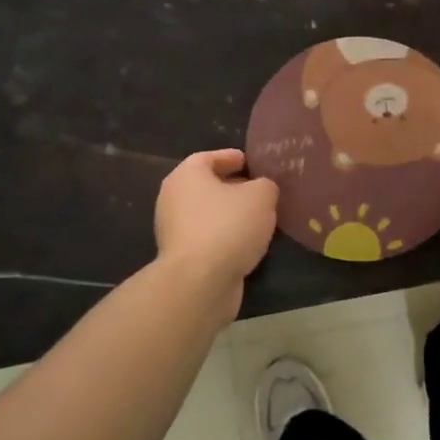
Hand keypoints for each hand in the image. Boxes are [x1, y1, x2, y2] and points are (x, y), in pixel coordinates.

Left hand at [154, 149, 278, 315]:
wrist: (200, 282)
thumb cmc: (228, 226)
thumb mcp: (261, 197)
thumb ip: (265, 185)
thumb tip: (263, 189)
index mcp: (186, 176)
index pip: (208, 157)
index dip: (231, 157)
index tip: (251, 162)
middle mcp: (173, 199)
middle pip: (206, 186)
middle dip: (233, 187)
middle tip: (260, 191)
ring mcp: (174, 231)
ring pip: (208, 214)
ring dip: (231, 215)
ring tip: (260, 219)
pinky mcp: (182, 258)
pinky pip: (208, 238)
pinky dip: (226, 237)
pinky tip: (248, 243)